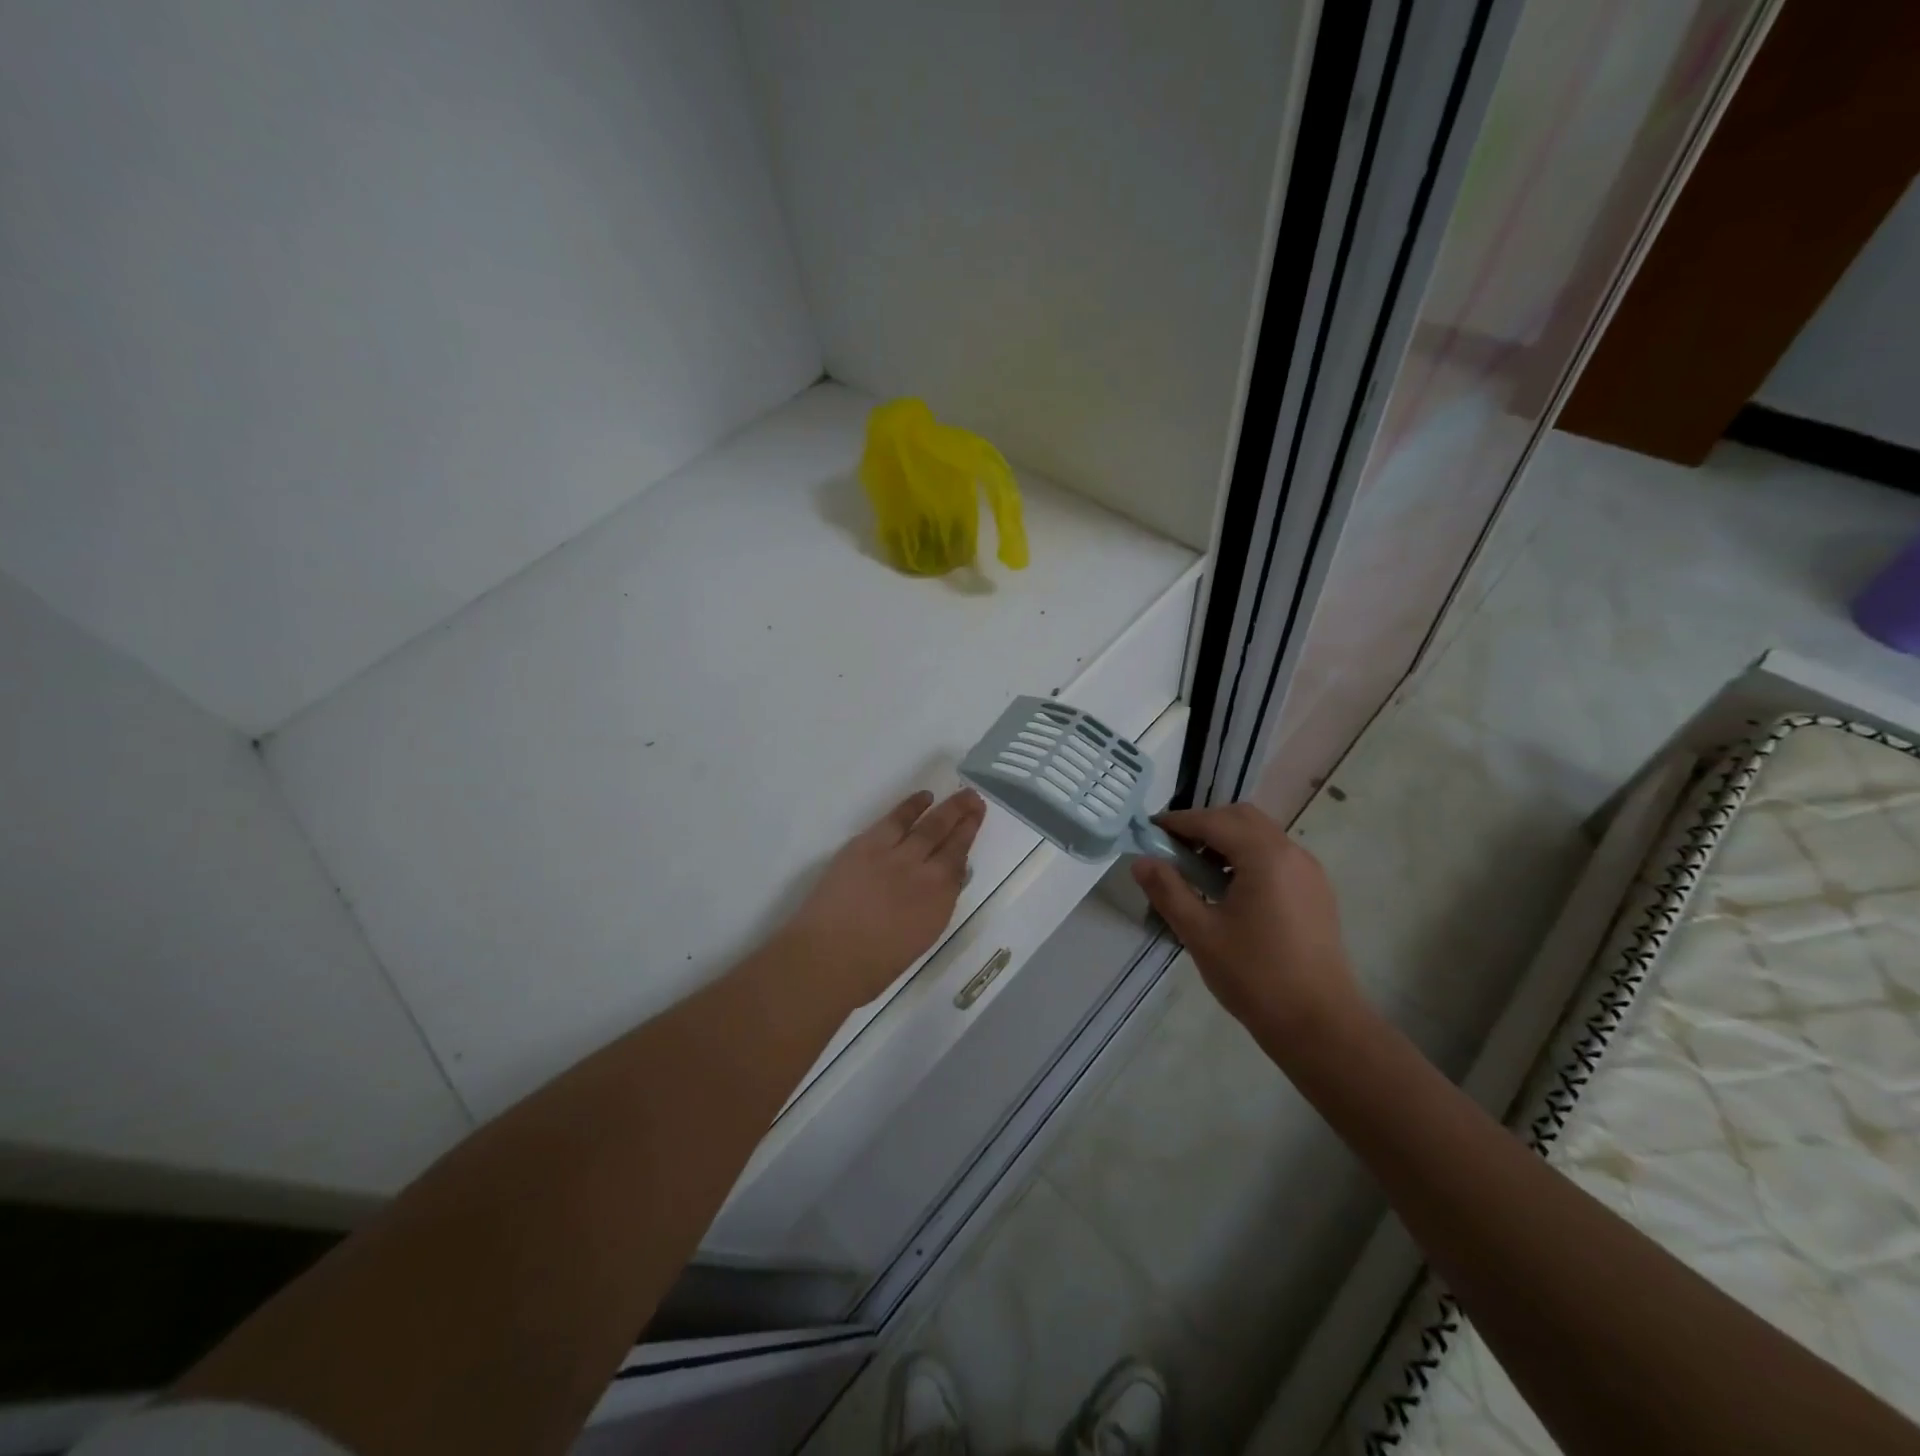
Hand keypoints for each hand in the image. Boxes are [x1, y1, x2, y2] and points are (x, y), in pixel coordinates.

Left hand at [782, 788, 985, 1006]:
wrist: (827, 959)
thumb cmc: (871, 966)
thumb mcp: (918, 939)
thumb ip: (933, 906)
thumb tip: (941, 883)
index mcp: (938, 903)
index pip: (959, 864)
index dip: (968, 841)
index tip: (975, 825)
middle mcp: (924, 874)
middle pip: (949, 839)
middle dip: (965, 817)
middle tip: (976, 800)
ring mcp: (895, 856)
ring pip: (928, 825)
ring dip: (947, 808)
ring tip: (961, 795)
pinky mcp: (866, 846)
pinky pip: (895, 819)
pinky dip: (911, 806)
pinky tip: (923, 798)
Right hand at [1130, 803, 1361, 1051]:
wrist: (1320, 1024)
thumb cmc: (1255, 976)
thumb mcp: (1200, 932)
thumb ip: (1168, 890)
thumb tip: (1140, 861)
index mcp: (1265, 857)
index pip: (1213, 821)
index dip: (1177, 823)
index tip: (1148, 832)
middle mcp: (1292, 853)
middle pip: (1241, 818)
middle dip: (1204, 825)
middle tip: (1173, 850)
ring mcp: (1309, 872)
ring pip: (1261, 835)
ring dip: (1226, 841)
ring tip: (1197, 873)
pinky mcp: (1316, 892)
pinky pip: (1276, 857)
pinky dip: (1247, 857)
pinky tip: (1229, 891)